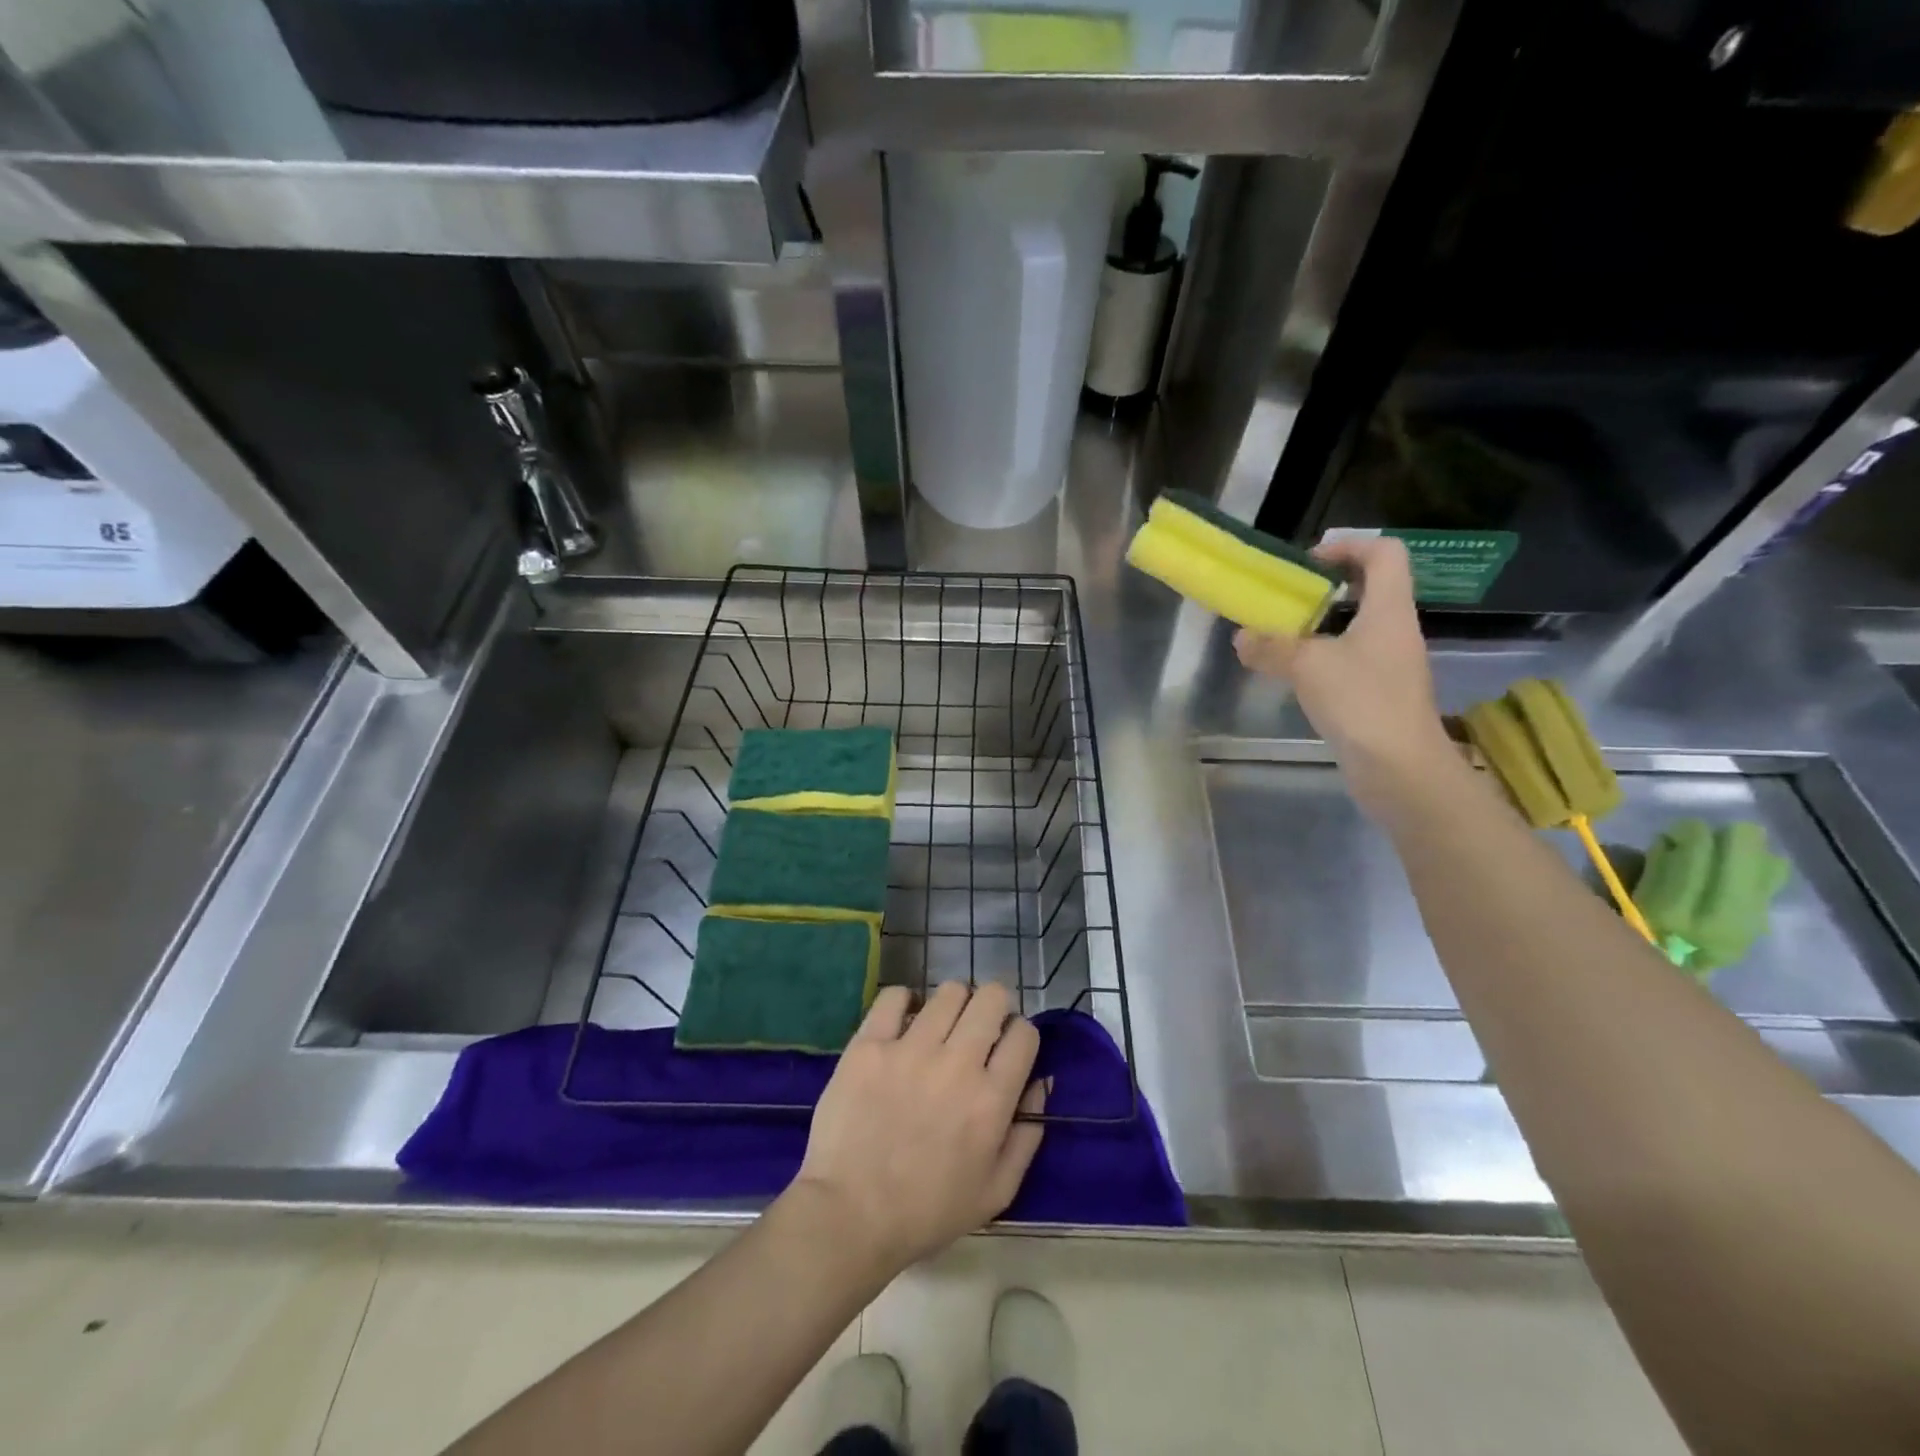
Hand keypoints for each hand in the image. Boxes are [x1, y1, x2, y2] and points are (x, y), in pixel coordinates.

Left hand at [789, 981, 1044, 1278]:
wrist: (849, 1216)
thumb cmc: (927, 1212)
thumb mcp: (996, 1192)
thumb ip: (1027, 1136)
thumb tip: (1041, 1083)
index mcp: (991, 1099)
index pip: (1024, 1034)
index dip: (1020, 1036)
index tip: (1006, 1048)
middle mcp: (957, 1063)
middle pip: (991, 998)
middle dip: (992, 1007)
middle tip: (978, 1029)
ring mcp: (910, 1049)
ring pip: (948, 992)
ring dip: (952, 1005)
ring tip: (939, 1027)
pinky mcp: (869, 1045)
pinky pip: (894, 996)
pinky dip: (904, 1002)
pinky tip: (902, 1021)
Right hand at [1234, 535, 1456, 821]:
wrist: (1400, 769)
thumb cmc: (1362, 702)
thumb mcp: (1307, 666)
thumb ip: (1271, 647)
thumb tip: (1242, 638)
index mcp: (1389, 609)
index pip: (1384, 553)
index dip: (1349, 546)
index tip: (1308, 563)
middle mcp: (1394, 629)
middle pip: (1368, 588)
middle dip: (1325, 588)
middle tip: (1285, 600)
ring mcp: (1389, 664)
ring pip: (1355, 627)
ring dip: (1319, 626)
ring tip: (1279, 636)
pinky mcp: (1378, 693)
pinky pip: (1348, 660)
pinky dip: (1320, 657)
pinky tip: (1292, 674)